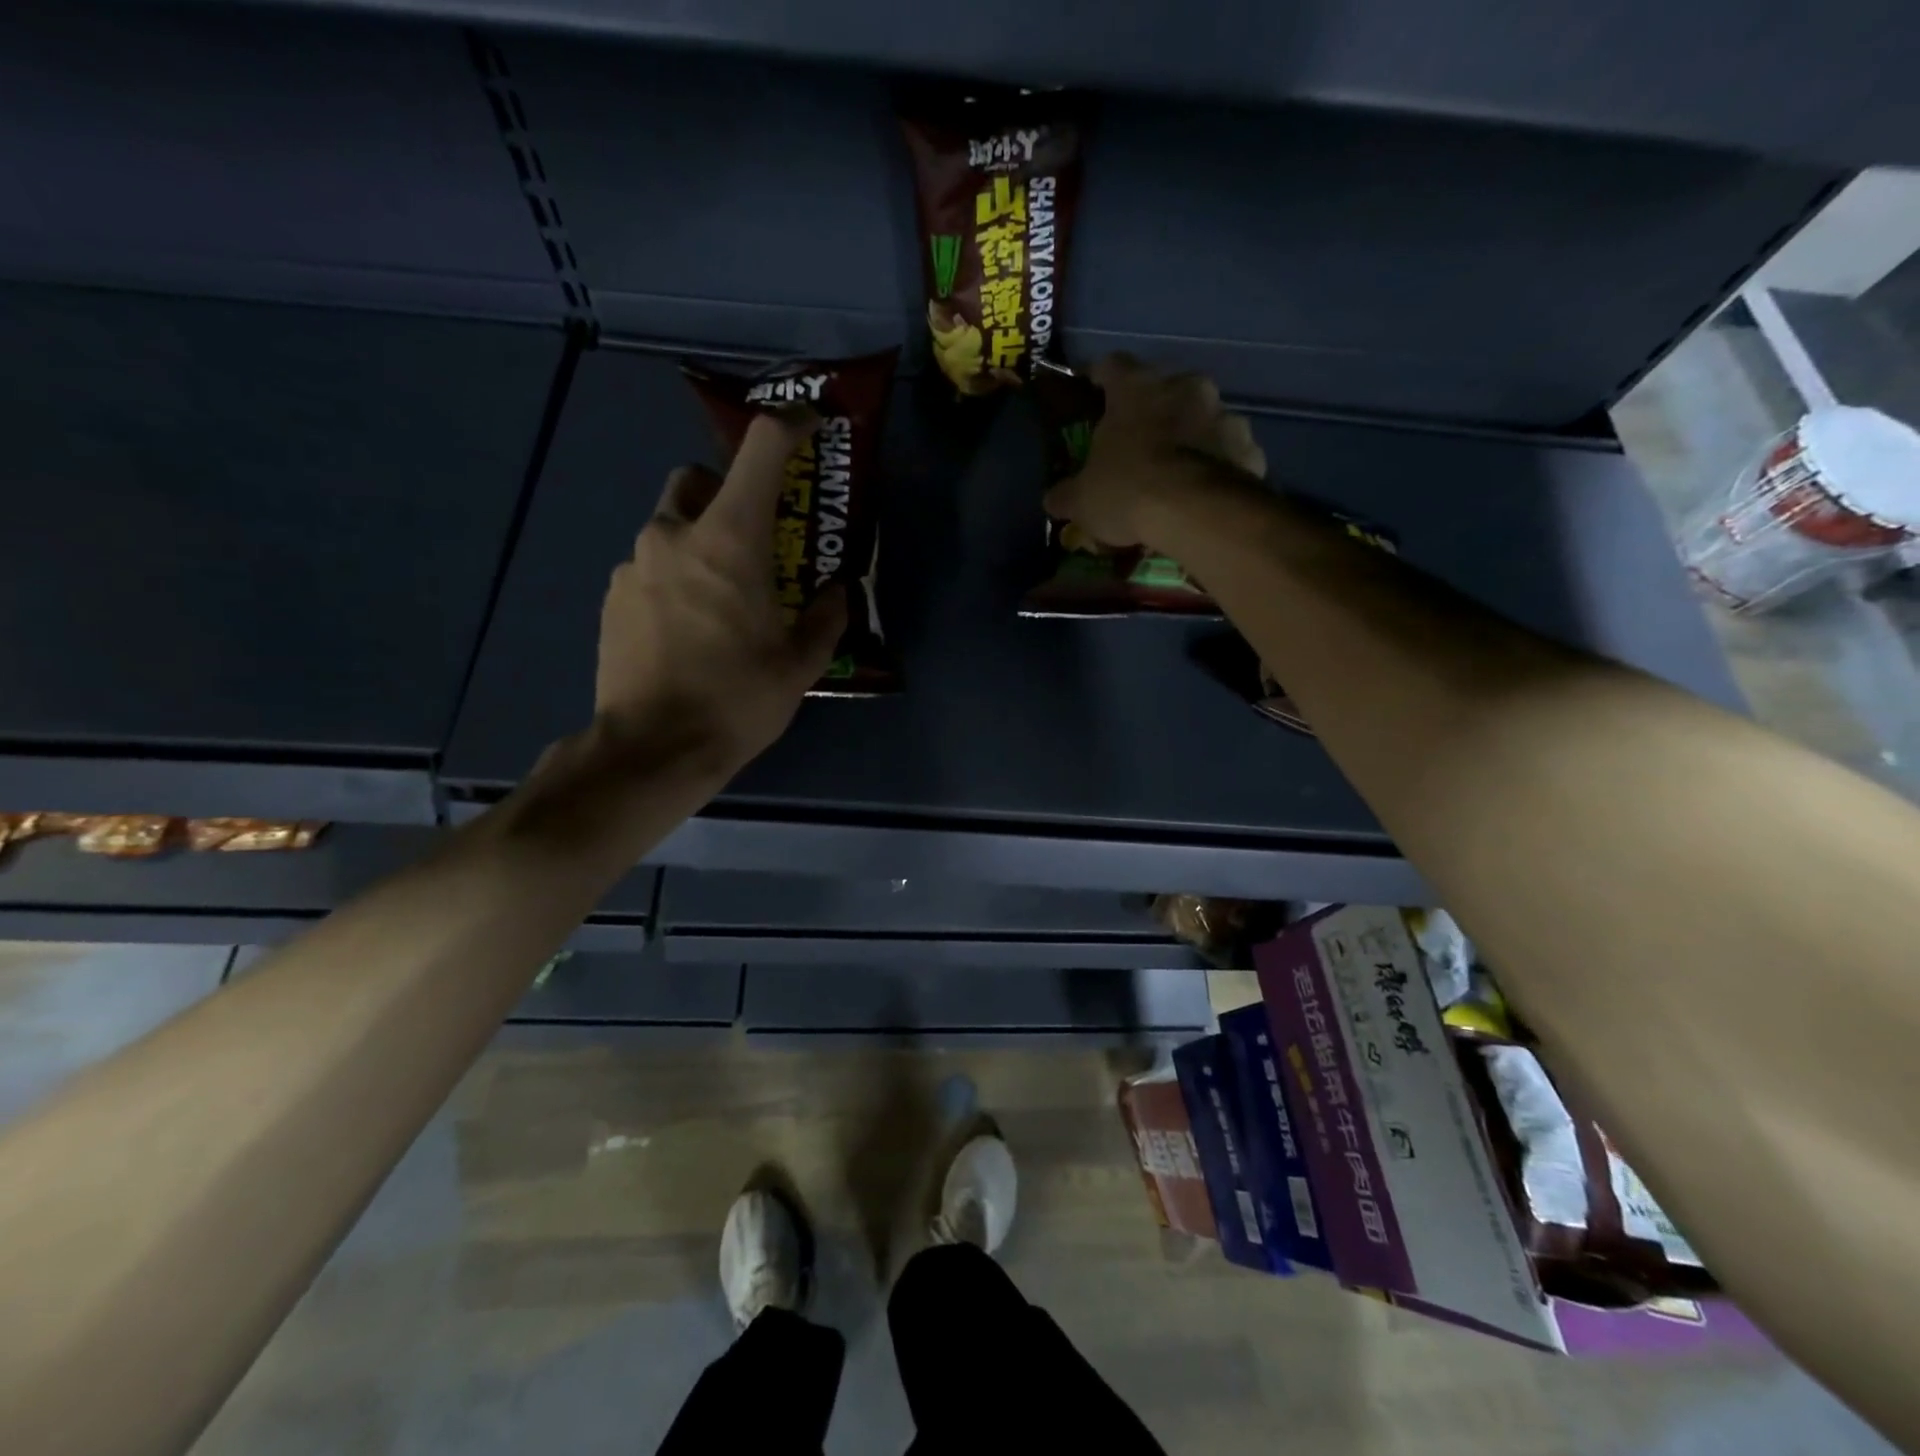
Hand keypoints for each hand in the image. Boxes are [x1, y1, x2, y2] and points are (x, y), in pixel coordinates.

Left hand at [595, 413, 847, 776]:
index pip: (760, 450)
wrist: (653, 749)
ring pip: (669, 528)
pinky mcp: (611, 597)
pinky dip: (673, 580)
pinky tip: (687, 631)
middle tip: (752, 543)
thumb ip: (825, 616)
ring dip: (698, 545)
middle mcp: (673, 535)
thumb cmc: (737, 699)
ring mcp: (634, 565)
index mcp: (729, 540)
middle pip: (697, 480)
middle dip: (726, 496)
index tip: (810, 427)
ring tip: (720, 602)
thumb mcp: (800, 663)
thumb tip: (836, 591)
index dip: (790, 426)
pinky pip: (649, 569)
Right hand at [1044, 354, 1265, 548]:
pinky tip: (1205, 492)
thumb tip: (1053, 499)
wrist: (1196, 513)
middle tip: (1138, 441)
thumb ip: (1066, 494)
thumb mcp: (1082, 500)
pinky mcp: (1250, 447)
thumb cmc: (1128, 490)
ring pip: (1202, 419)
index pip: (1112, 365)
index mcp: (1137, 388)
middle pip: (1164, 390)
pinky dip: (1218, 466)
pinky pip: (1229, 452)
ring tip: (1177, 471)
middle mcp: (1185, 387)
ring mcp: (1224, 414)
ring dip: (1190, 437)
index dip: (1099, 376)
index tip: (1092, 388)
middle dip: (1152, 412)